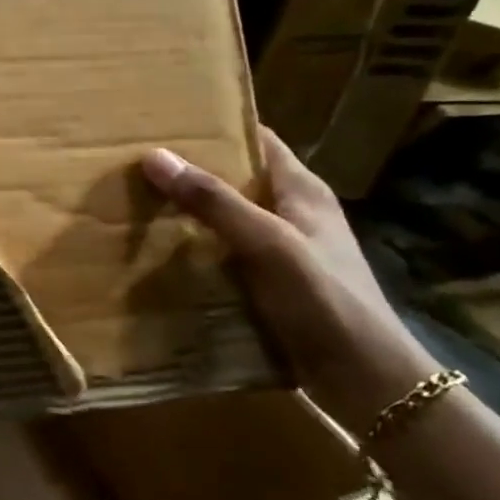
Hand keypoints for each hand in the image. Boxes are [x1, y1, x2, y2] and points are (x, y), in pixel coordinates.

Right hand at [141, 127, 430, 433]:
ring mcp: (281, 250)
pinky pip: (223, 253)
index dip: (218, 124)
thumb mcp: (267, 243)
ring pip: (225, 217)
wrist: (366, 380)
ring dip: (187, 211)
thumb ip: (213, 201)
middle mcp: (291, 213)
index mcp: (302, 190)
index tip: (166, 118)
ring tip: (134, 200)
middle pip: (235, 177)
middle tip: (134, 159)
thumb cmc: (325, 299)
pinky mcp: (269, 284)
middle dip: (190, 168)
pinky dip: (193, 248)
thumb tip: (154, 156)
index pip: (257, 139)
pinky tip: (158, 253)